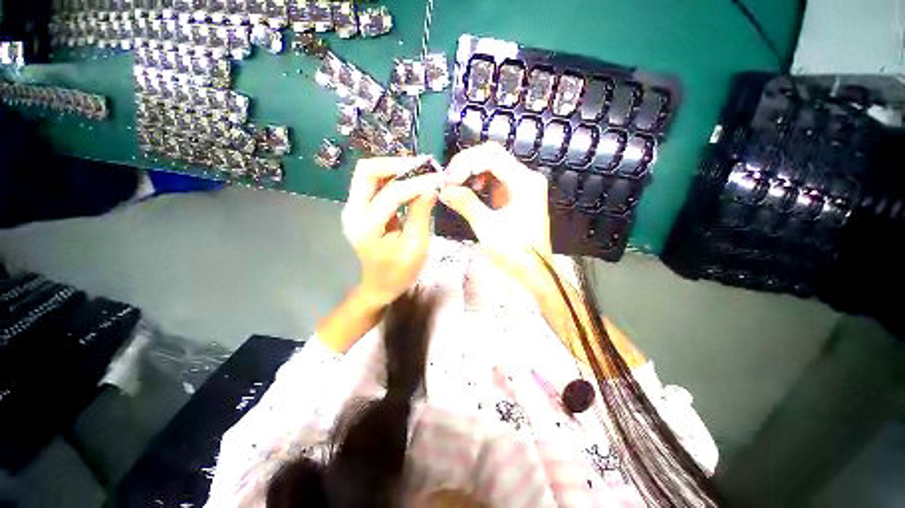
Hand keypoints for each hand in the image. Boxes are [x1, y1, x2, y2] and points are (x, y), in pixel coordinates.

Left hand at [342, 156, 442, 307]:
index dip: (417, 182)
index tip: (438, 177)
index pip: (392, 193)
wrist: (380, 285)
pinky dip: (392, 178)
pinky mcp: (360, 208)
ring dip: (394, 168)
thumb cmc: (399, 272)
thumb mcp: (416, 246)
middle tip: (423, 166)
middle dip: (397, 164)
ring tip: (420, 171)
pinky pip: (374, 183)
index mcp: (366, 225)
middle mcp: (352, 210)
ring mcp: (353, 208)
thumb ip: (421, 213)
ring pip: (369, 173)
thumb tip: (431, 187)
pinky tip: (410, 181)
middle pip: (367, 170)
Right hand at [439, 143, 552, 285]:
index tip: (448, 180)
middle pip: (492, 156)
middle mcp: (526, 177)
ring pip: (492, 165)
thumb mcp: (487, 228)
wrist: (534, 270)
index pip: (491, 155)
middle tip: (448, 182)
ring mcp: (523, 185)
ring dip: (471, 172)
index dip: (465, 163)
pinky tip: (471, 191)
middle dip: (466, 165)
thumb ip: (466, 204)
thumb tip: (444, 190)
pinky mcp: (517, 194)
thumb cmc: (515, 252)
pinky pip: (496, 178)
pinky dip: (479, 181)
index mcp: (524, 182)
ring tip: (455, 186)